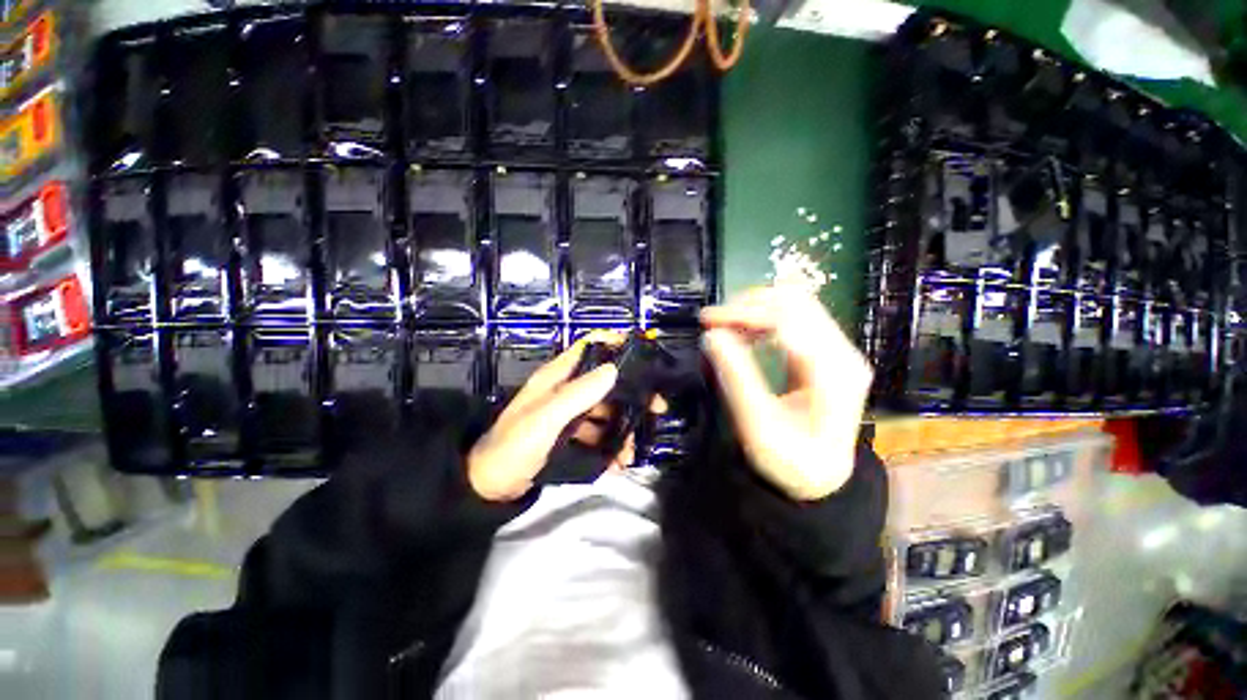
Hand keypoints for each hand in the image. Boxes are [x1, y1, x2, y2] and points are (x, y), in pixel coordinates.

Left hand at [467, 332, 662, 501]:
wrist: (490, 487)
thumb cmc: (514, 446)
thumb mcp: (546, 418)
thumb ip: (578, 394)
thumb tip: (614, 369)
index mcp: (558, 377)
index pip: (589, 346)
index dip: (615, 343)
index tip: (643, 354)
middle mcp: (566, 390)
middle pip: (605, 381)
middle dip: (631, 395)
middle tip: (656, 409)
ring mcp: (569, 413)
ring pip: (605, 411)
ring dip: (621, 428)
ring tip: (630, 452)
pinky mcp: (570, 434)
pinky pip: (597, 433)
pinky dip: (609, 446)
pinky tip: (617, 463)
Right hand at [700, 286, 872, 500]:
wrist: (820, 477)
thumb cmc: (790, 460)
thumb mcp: (758, 426)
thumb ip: (738, 378)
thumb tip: (713, 336)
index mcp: (832, 372)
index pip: (787, 320)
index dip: (744, 313)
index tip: (707, 321)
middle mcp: (842, 353)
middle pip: (795, 302)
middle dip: (748, 305)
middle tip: (713, 321)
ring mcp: (837, 350)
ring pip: (795, 304)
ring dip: (755, 309)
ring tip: (724, 325)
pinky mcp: (827, 352)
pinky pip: (795, 318)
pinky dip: (764, 318)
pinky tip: (743, 332)